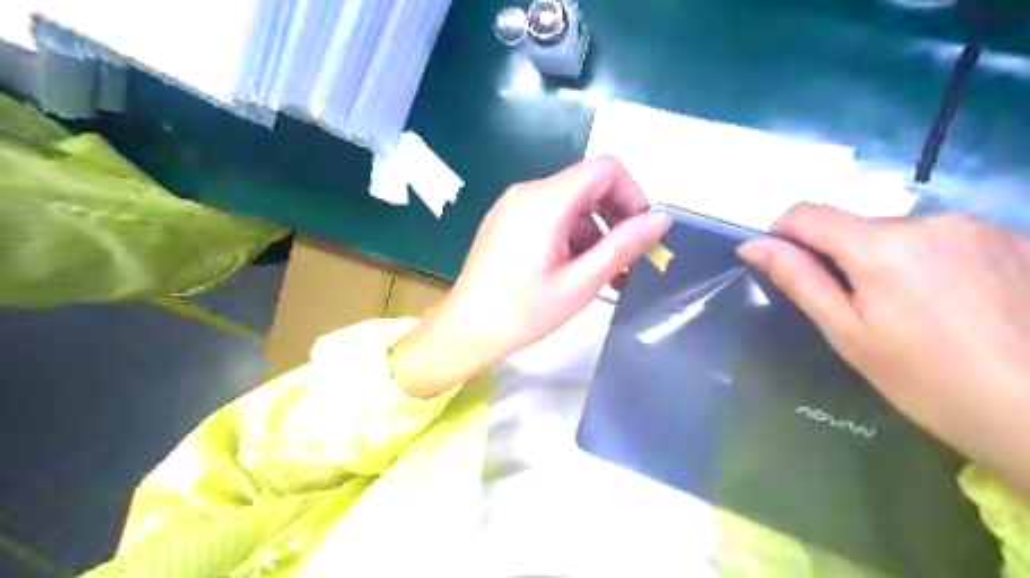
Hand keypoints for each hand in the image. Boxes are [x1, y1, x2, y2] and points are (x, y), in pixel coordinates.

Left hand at [390, 156, 672, 400]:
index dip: (633, 194)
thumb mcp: (581, 283)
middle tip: (629, 259)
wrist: (465, 330)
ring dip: (596, 232)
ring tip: (608, 275)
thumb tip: (662, 219)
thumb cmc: (523, 312)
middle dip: (616, 216)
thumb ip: (623, 246)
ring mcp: (514, 205)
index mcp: (546, 200)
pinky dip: (572, 236)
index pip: (605, 168)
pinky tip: (578, 270)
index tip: (641, 232)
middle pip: (588, 184)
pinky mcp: (507, 221)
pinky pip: (551, 216)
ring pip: (571, 204)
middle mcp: (528, 192)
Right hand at [745, 203, 1028, 495]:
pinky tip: (955, 303)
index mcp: (881, 245)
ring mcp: (980, 225)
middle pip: (858, 225)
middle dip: (843, 255)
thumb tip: (752, 245)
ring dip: (888, 257)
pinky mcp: (1017, 238)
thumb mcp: (847, 333)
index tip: (782, 262)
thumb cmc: (926, 380)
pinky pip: (946, 237)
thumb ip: (798, 279)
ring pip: (903, 231)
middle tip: (857, 308)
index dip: (782, 232)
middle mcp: (930, 219)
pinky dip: (931, 260)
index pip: (807, 213)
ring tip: (912, 309)